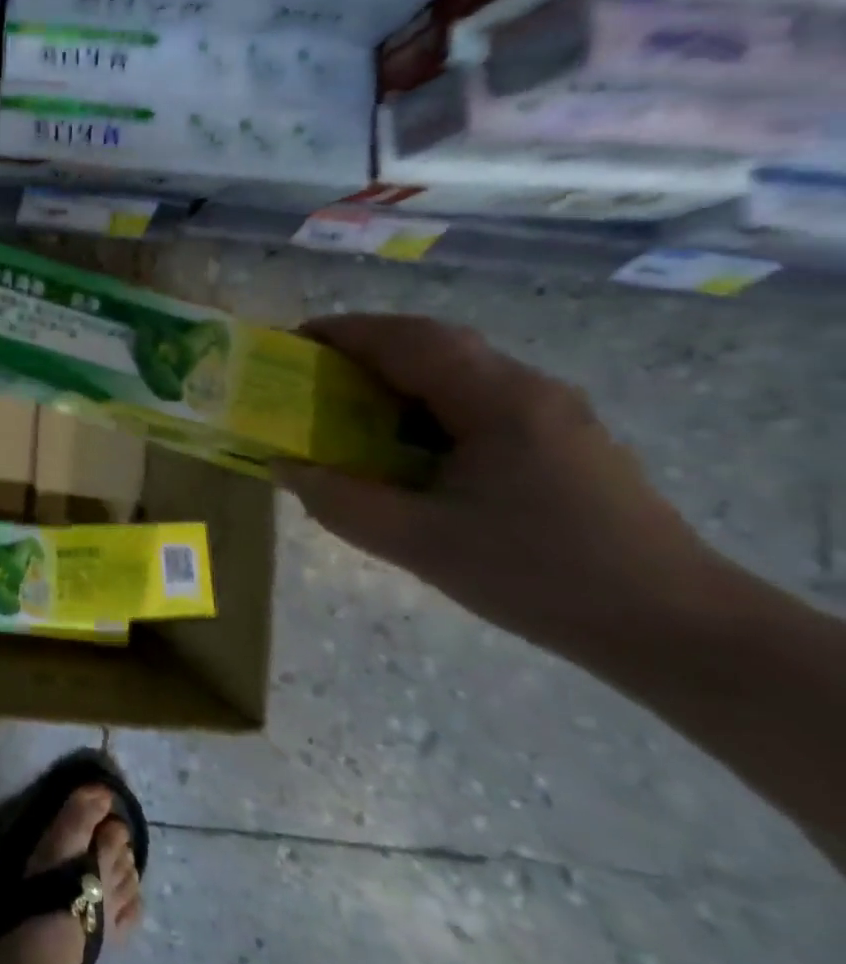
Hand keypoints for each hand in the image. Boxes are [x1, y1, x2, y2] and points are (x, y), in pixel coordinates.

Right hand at [276, 315, 724, 652]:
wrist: (680, 630)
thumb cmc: (542, 577)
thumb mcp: (421, 545)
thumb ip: (341, 502)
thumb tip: (283, 467)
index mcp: (496, 400)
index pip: (406, 340)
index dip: (341, 333)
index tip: (289, 343)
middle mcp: (528, 388)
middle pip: (433, 342)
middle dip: (366, 345)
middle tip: (313, 371)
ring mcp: (553, 411)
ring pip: (459, 367)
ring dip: (398, 371)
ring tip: (349, 403)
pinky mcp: (563, 438)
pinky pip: (479, 396)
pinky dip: (428, 399)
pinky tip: (410, 442)